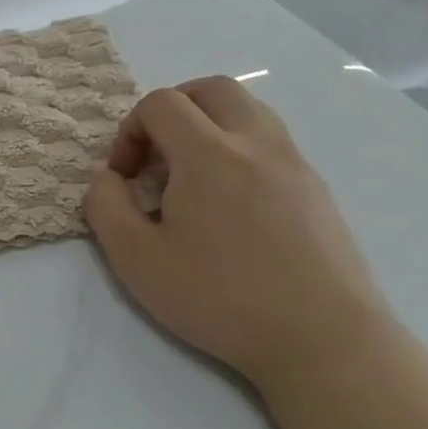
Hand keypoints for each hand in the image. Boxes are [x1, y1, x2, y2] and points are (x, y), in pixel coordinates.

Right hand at [82, 76, 394, 392]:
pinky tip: (228, 206)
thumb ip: (105, 207)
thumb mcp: (136, 260)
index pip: (161, 103)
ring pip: (247, 110)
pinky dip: (238, 149)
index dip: (129, 131)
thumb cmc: (220, 299)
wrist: (323, 340)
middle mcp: (257, 143)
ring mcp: (295, 163)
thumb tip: (104, 177)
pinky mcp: (317, 188)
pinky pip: (270, 141)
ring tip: (190, 179)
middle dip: (171, 110)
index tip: (124, 178)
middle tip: (155, 157)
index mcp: (209, 155)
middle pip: (211, 88)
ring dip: (207, 126)